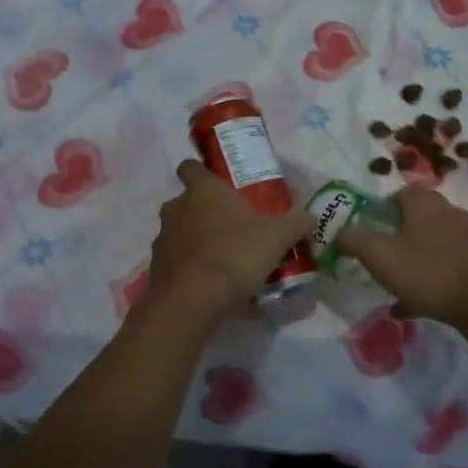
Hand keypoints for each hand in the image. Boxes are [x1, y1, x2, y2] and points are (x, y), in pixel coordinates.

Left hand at [146, 161, 311, 320]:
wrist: (193, 300)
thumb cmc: (236, 254)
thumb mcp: (279, 236)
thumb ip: (297, 222)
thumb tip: (310, 216)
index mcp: (203, 191)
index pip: (190, 166)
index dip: (202, 171)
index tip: (219, 183)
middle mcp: (177, 208)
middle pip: (189, 202)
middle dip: (206, 212)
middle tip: (234, 228)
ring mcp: (163, 239)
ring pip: (181, 232)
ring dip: (198, 241)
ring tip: (225, 260)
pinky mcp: (157, 268)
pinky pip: (178, 261)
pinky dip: (191, 268)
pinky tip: (213, 285)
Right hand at [336, 186, 467, 331]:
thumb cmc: (428, 271)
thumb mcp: (379, 255)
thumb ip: (353, 240)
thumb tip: (338, 231)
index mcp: (425, 203)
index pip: (401, 193)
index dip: (381, 208)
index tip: (368, 230)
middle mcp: (449, 213)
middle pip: (418, 218)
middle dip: (397, 234)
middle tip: (380, 256)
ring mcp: (467, 239)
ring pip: (432, 245)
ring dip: (413, 260)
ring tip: (395, 284)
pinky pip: (446, 269)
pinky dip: (429, 282)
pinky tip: (413, 304)